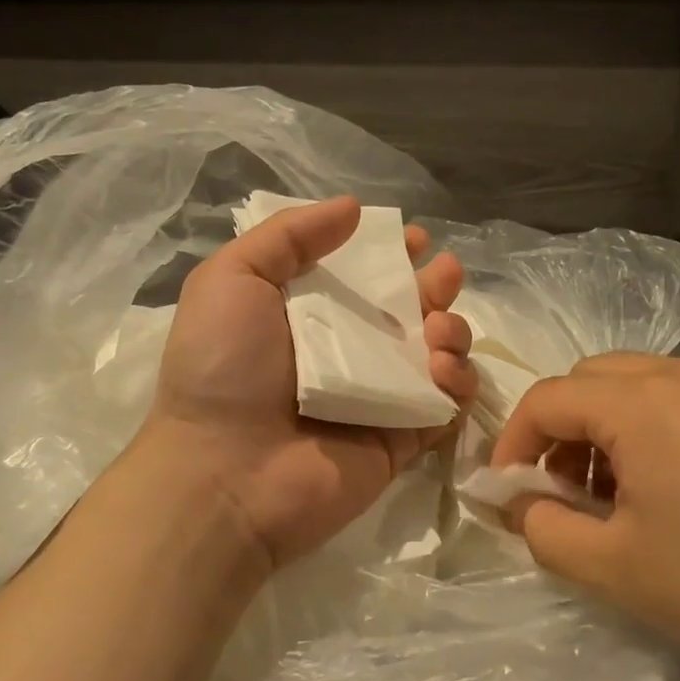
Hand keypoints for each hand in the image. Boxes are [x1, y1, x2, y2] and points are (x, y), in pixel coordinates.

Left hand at [135, 196, 475, 569]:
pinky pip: (446, 403)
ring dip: (451, 329)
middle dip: (435, 286)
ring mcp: (380, 396)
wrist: (223, 472)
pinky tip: (441, 367)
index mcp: (311, 315)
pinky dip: (457, 380)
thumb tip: (352, 207)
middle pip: (410, 311)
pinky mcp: (404, 436)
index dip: (393, 254)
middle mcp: (350, 351)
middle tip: (444, 273)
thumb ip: (290, 236)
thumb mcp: (233, 278)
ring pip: (437, 353)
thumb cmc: (222, 367)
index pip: (364, 277)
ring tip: (436, 329)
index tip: (414, 239)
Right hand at [493, 353, 679, 676]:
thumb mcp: (615, 569)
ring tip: (616, 494)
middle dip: (560, 429)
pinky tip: (673, 490)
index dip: (513, 442)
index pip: (548, 399)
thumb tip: (522, 504)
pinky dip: (651, 429)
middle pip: (591, 379)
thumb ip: (546, 531)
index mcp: (639, 402)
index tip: (508, 490)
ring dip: (605, 427)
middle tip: (563, 489)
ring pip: (637, 385)